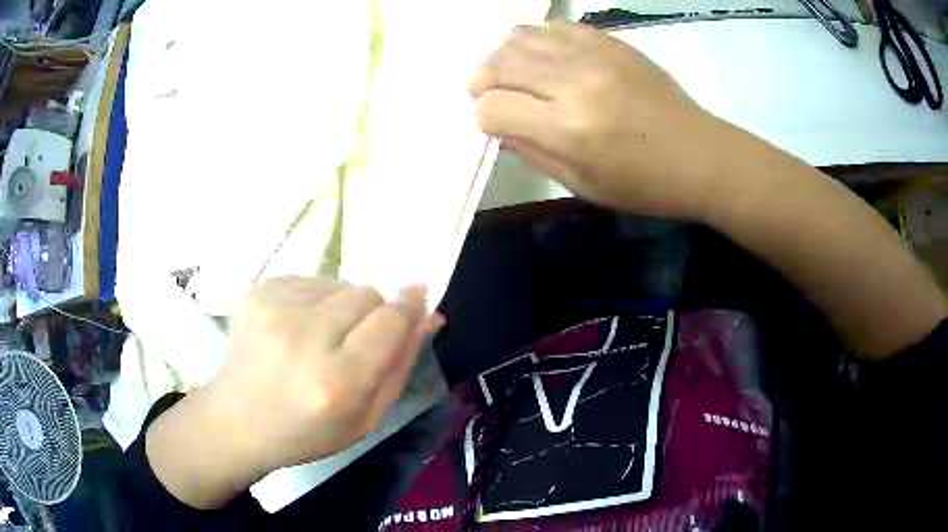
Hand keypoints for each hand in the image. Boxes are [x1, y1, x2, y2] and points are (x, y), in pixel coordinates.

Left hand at [147, 277, 441, 507]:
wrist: (236, 421)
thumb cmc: (305, 432)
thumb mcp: (365, 418)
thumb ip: (400, 365)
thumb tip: (428, 315)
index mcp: (336, 382)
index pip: (389, 321)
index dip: (409, 305)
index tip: (419, 293)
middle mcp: (304, 338)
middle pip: (366, 294)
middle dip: (373, 312)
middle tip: (355, 339)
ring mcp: (274, 309)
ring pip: (338, 283)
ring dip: (341, 306)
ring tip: (319, 338)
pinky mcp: (256, 292)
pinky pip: (309, 280)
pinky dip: (313, 301)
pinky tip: (295, 329)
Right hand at [471, 21, 729, 219]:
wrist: (701, 156)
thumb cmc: (645, 184)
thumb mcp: (583, 185)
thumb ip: (534, 153)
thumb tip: (499, 127)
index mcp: (568, 129)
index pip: (492, 108)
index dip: (485, 118)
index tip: (497, 126)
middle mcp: (575, 82)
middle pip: (499, 64)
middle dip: (484, 82)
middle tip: (496, 97)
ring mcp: (595, 55)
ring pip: (522, 38)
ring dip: (507, 58)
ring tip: (519, 77)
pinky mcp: (611, 43)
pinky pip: (556, 27)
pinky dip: (539, 40)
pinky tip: (548, 59)